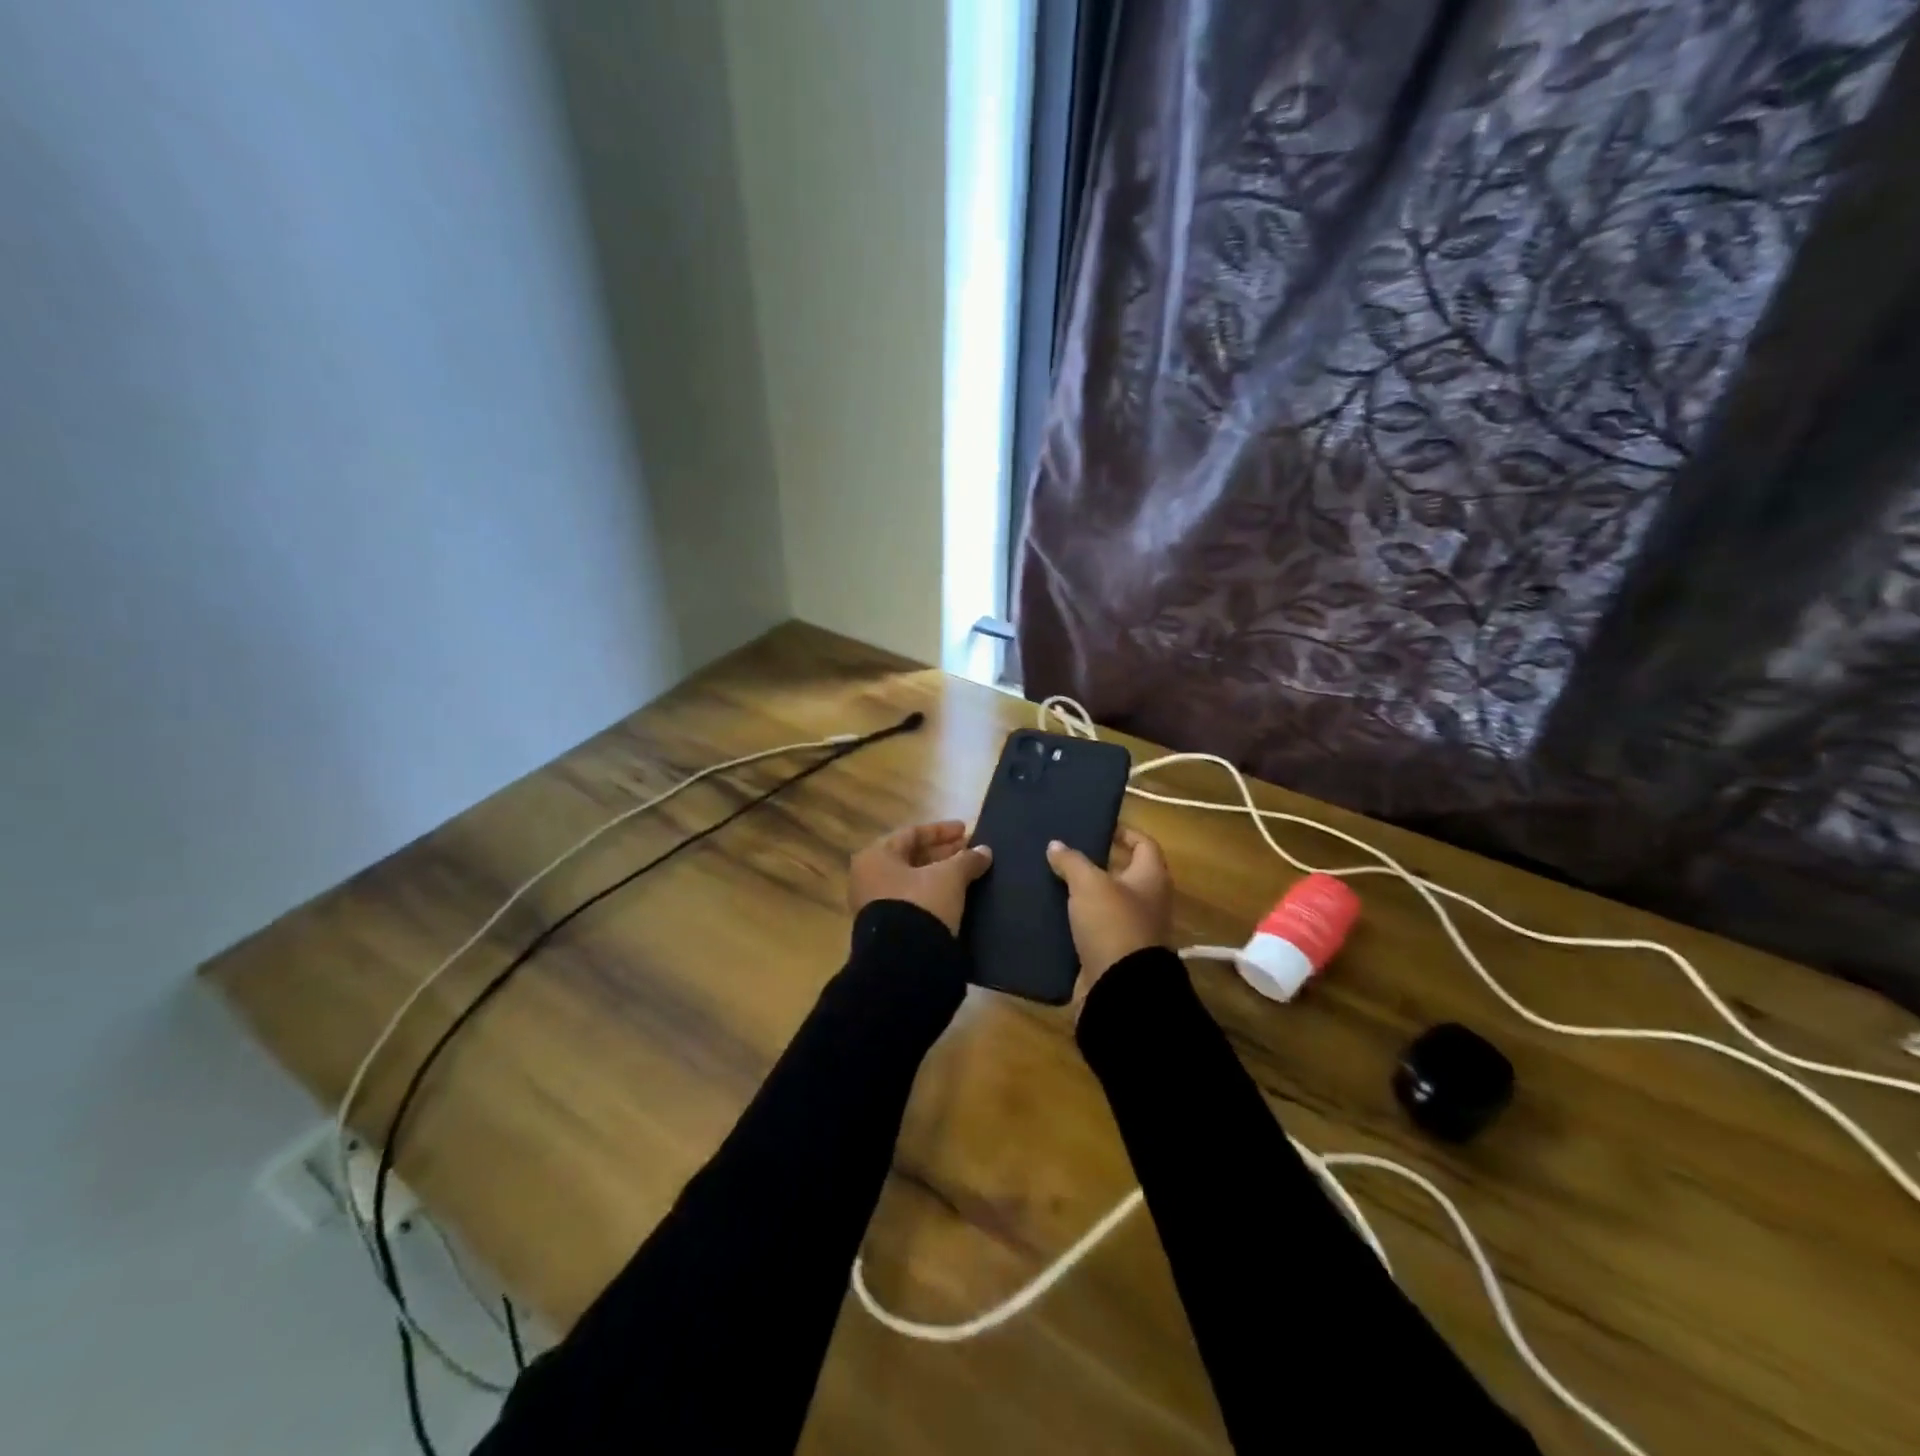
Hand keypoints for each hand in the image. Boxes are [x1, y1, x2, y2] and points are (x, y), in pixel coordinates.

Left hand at [848, 820, 992, 934]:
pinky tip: (955, 898)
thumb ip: (967, 860)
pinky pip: (912, 902)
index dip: (941, 831)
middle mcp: (868, 878)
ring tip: (967, 874)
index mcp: (876, 857)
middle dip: (942, 854)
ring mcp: (874, 906)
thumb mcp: (949, 877)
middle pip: (910, 858)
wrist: (904, 963)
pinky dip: (933, 896)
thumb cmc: (921, 905)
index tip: (967, 831)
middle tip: (969, 852)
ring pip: (912, 882)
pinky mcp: (886, 929)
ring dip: (939, 875)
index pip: (911, 834)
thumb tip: (984, 852)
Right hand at [1046, 827, 1172, 1014]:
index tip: (1098, 827)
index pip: (1144, 844)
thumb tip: (1056, 845)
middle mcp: (1147, 902)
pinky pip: (1092, 928)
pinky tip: (1049, 912)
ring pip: (1104, 902)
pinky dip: (1074, 920)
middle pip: (1123, 874)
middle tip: (1064, 852)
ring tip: (1050, 878)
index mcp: (1151, 878)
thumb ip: (1073, 861)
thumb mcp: (1090, 884)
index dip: (1124, 832)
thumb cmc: (1113, 924)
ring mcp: (1130, 929)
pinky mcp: (1111, 952)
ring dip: (1082, 893)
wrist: (1119, 987)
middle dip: (1096, 863)